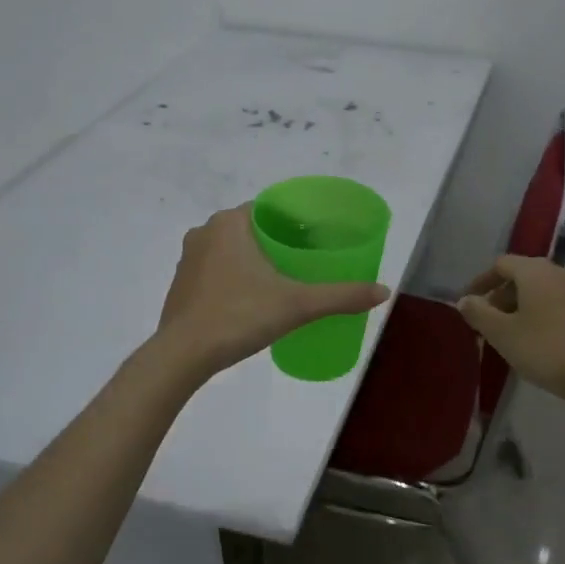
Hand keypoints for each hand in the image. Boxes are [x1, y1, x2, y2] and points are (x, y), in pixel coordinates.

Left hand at [156, 206, 389, 377]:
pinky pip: (215, 270)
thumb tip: (384, 292)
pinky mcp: (180, 284)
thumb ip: (341, 296)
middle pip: (252, 228)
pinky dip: (235, 277)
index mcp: (230, 223)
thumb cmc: (239, 317)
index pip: (270, 208)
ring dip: (254, 259)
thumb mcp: (298, 305)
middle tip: (307, 262)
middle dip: (278, 241)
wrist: (182, 355)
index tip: (317, 238)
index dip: (295, 220)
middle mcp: (205, 231)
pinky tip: (252, 299)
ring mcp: (188, 258)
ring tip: (284, 280)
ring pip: (231, 249)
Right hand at [456, 256, 564, 407]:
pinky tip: (537, 341)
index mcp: (535, 272)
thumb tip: (464, 300)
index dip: (480, 282)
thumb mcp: (502, 334)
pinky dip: (541, 314)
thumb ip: (479, 313)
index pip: (501, 264)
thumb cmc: (545, 349)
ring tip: (509, 334)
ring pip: (541, 291)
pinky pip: (558, 304)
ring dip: (521, 307)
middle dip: (500, 297)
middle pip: (522, 276)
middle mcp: (560, 273)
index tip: (467, 303)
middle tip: (486, 322)